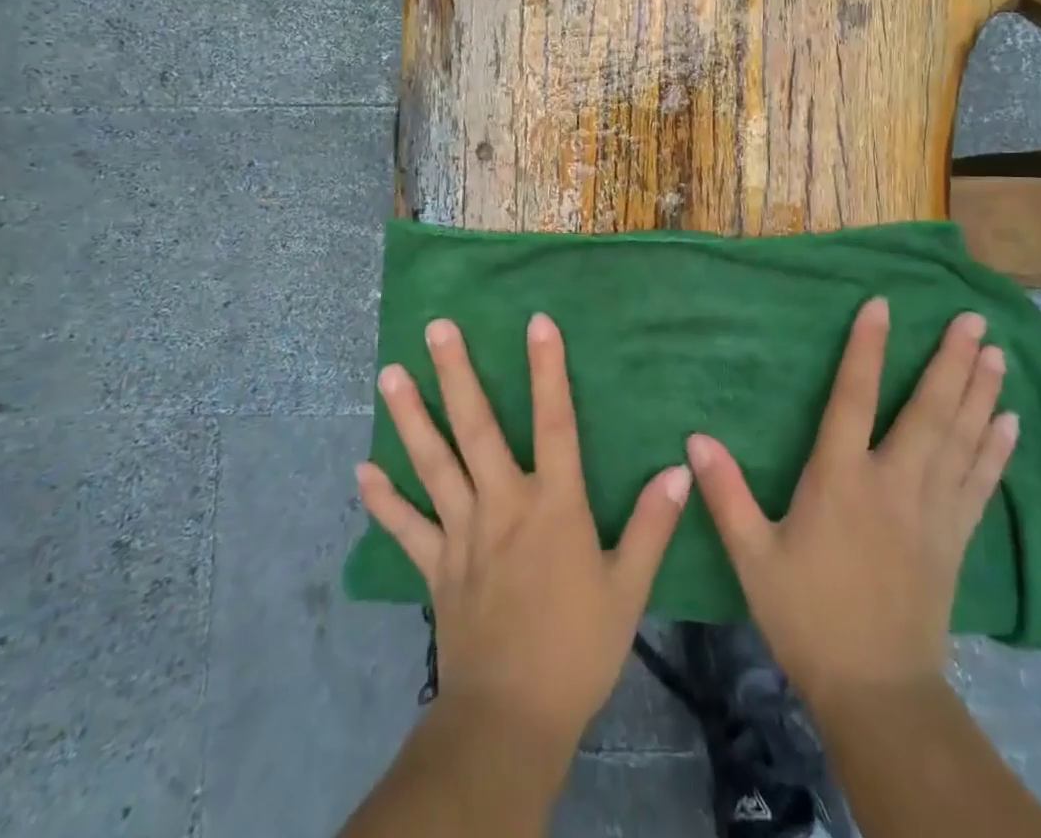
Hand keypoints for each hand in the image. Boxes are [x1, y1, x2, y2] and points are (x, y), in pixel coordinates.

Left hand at [355, 313, 692, 756]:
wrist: (512, 720)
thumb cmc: (578, 647)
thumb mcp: (628, 588)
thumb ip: (651, 525)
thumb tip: (678, 469)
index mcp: (553, 504)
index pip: (554, 421)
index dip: (547, 369)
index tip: (536, 321)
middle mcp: (503, 504)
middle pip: (476, 428)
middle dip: (457, 374)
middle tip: (437, 327)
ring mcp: (462, 533)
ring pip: (434, 464)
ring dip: (412, 417)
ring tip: (389, 374)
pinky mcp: (437, 566)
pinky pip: (406, 527)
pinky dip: (384, 499)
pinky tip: (362, 470)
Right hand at [686, 299, 1017, 707]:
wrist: (876, 691)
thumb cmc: (807, 615)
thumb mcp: (752, 556)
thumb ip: (725, 493)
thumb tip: (694, 438)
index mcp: (840, 480)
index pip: (853, 398)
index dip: (867, 348)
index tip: (882, 306)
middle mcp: (893, 483)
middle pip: (927, 411)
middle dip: (951, 361)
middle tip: (973, 320)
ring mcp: (932, 510)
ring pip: (961, 439)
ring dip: (980, 393)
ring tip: (997, 353)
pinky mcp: (955, 538)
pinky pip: (981, 483)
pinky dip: (997, 450)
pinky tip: (1011, 422)